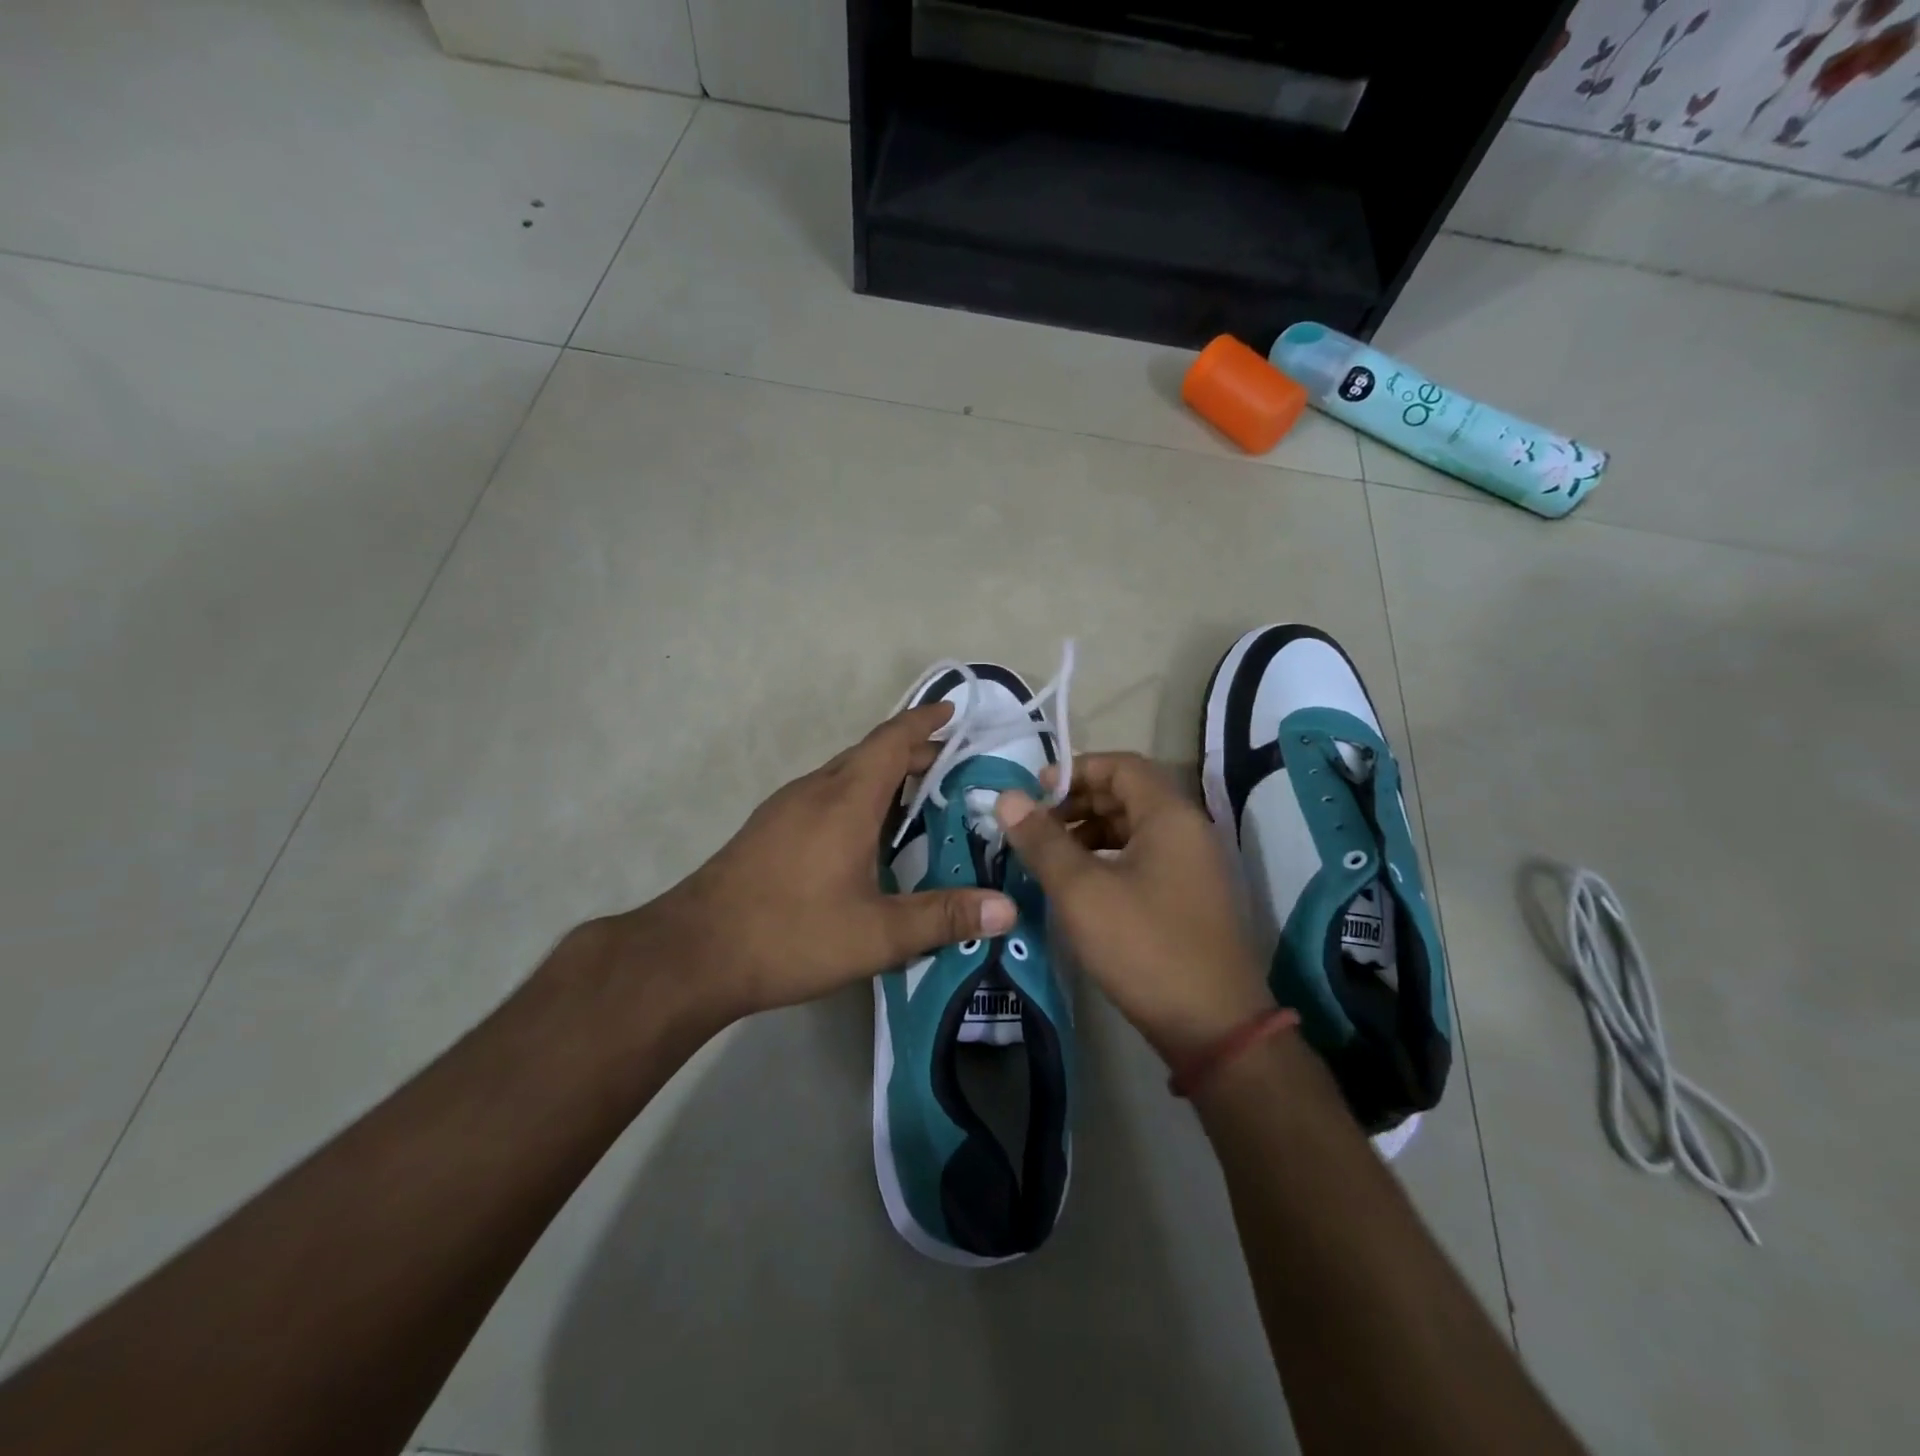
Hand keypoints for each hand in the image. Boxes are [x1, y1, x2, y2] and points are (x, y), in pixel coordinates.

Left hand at [624, 703, 1017, 1024]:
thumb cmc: (790, 934)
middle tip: (953, 769)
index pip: (892, 741)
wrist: (692, 953)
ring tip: (917, 800)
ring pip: (844, 774)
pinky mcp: (768, 829)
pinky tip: (864, 836)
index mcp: (845, 799)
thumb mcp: (876, 934)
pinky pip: (824, 795)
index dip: (924, 721)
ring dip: (882, 776)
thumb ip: (943, 918)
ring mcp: (785, 808)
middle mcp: (815, 790)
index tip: (952, 709)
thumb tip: (1008, 909)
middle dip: (913, 753)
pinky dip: (856, 796)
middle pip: (870, 753)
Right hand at [995, 753, 1273, 1063]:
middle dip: (1079, 801)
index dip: (1076, 769)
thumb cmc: (1144, 946)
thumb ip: (1043, 840)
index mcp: (1170, 815)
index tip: (1035, 791)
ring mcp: (1195, 865)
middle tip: (1036, 824)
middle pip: (1129, 793)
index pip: (1121, 765)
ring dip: (1092, 831)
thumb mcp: (1082, 891)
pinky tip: (1082, 883)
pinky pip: (1146, 856)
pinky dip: (1110, 857)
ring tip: (1051, 855)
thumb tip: (1007, 797)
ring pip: (1136, 827)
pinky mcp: (1192, 896)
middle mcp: (1189, 829)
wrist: (1214, 1027)